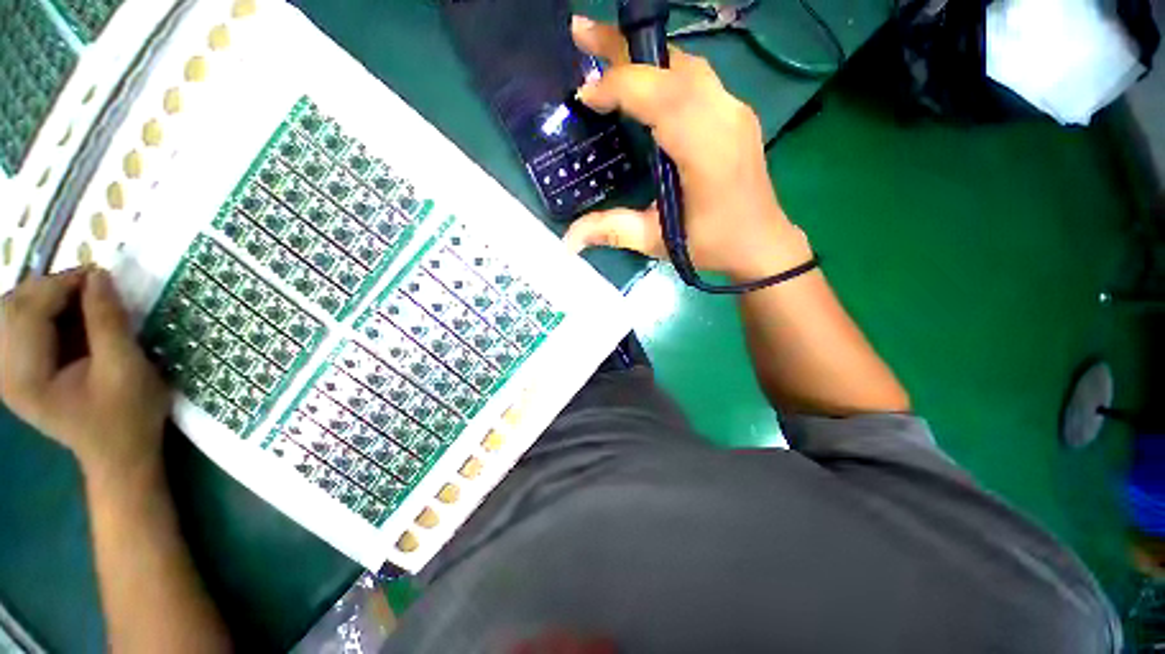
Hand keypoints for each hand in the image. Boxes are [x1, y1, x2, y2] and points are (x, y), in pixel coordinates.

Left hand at [0, 269, 169, 481]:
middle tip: (93, 286)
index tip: (101, 274)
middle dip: (51, 288)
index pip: (28, 312)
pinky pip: (20, 326)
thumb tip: (99, 276)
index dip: (62, 284)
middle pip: (13, 308)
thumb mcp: (126, 368)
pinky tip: (69, 317)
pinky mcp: (18, 371)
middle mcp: (4, 371)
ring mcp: (8, 372)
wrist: (120, 454)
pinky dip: (45, 312)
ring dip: (47, 298)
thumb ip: (108, 322)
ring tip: (83, 300)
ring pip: (13, 312)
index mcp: (25, 377)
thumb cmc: (127, 416)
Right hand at [565, 16, 811, 281]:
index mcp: (707, 151)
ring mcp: (735, 112)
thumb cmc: (711, 245)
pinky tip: (642, 81)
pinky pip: (697, 78)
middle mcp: (725, 118)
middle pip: (673, 66)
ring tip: (604, 50)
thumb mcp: (658, 241)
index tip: (584, 95)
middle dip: (623, 47)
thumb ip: (613, 230)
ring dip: (644, 55)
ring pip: (686, 66)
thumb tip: (567, 240)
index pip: (661, 98)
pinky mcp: (735, 114)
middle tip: (580, 34)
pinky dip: (664, 71)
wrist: (760, 244)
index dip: (620, 87)